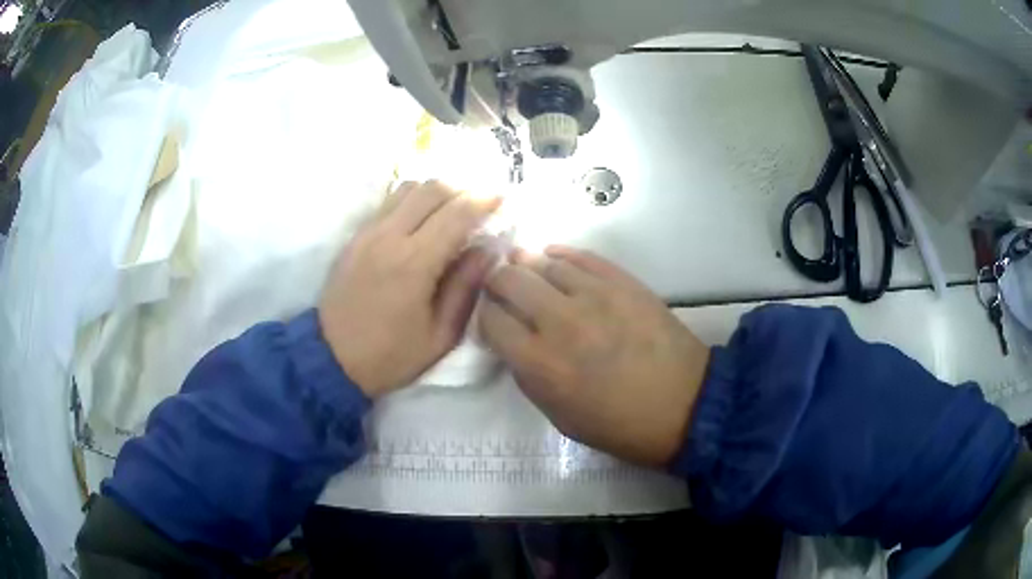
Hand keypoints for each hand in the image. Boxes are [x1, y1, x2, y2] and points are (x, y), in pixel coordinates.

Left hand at [318, 181, 500, 397]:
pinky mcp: (355, 237)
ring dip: (435, 191)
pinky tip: (422, 219)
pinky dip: (412, 200)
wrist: (330, 359)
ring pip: (407, 188)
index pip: (456, 213)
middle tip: (480, 203)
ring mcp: (368, 232)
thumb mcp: (440, 335)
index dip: (483, 200)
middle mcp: (389, 237)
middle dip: (462, 189)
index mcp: (414, 263)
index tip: (502, 197)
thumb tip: (487, 250)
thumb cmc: (390, 355)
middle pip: (431, 189)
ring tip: (452, 209)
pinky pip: (388, 202)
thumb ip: (465, 287)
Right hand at [479, 246, 709, 466]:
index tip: (493, 319)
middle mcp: (559, 322)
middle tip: (502, 288)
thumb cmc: (619, 424)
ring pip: (543, 262)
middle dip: (497, 282)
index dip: (485, 316)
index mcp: (540, 364)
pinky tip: (554, 259)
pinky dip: (561, 254)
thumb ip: (528, 376)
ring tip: (528, 272)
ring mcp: (594, 295)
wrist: (684, 405)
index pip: (490, 320)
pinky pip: (581, 256)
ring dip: (528, 266)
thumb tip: (513, 341)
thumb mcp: (559, 416)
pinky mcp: (623, 282)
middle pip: (509, 280)